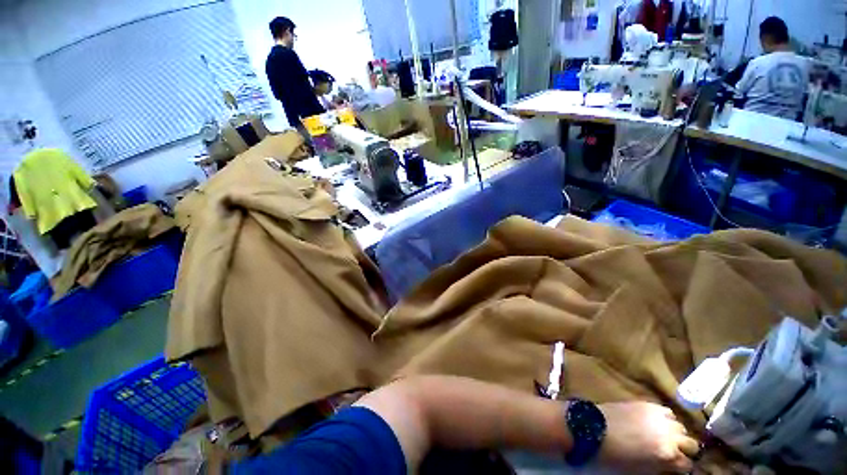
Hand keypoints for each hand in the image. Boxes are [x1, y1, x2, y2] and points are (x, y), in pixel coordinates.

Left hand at [598, 402, 698, 473]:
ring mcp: (665, 418)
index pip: (686, 465)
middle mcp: (671, 436)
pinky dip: (669, 422)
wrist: (592, 431)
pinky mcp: (655, 406)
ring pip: (682, 428)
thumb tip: (665, 470)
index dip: (685, 470)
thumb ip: (655, 470)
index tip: (682, 472)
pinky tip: (660, 427)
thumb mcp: (633, 473)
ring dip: (679, 436)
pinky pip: (670, 415)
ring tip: (670, 442)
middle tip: (681, 457)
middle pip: (692, 444)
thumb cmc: (609, 460)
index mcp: (665, 456)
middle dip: (689, 452)